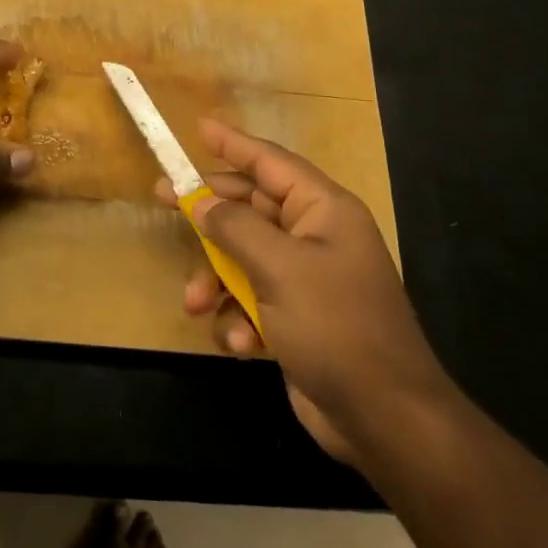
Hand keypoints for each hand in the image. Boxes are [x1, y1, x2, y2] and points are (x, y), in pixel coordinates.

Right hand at [160, 120, 452, 463]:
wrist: (384, 420)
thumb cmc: (336, 327)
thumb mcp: (280, 269)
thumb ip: (235, 228)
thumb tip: (201, 202)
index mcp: (323, 211)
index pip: (271, 163)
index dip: (233, 144)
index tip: (199, 127)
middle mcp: (315, 236)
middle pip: (250, 208)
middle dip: (209, 215)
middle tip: (163, 199)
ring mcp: (305, 279)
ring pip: (242, 258)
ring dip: (215, 280)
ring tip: (194, 303)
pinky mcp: (295, 318)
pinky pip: (252, 300)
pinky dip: (238, 318)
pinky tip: (239, 343)